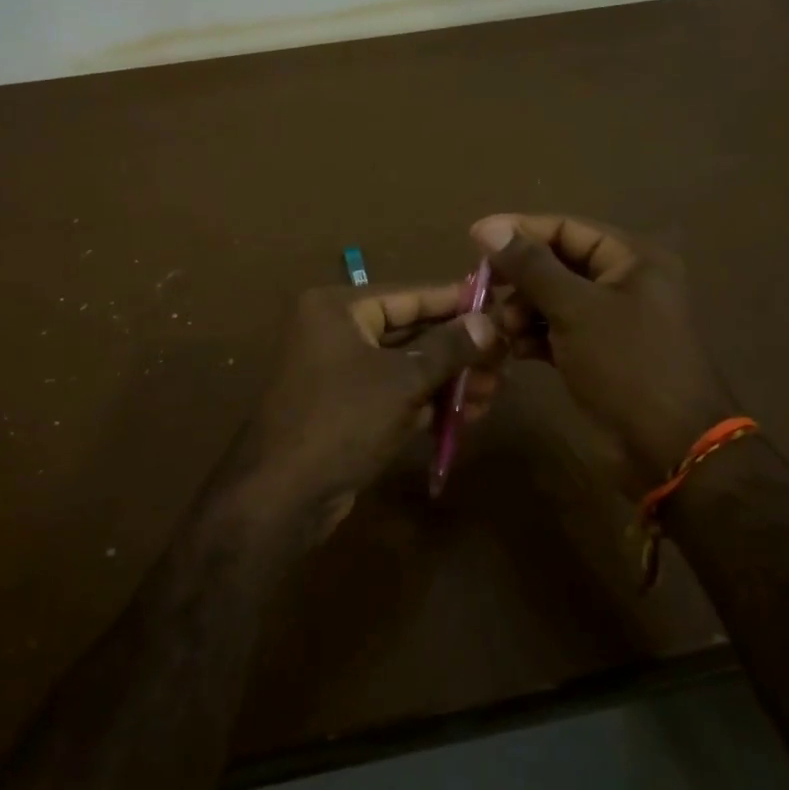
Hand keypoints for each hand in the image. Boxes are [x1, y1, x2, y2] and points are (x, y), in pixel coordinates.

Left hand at [222, 283, 500, 548]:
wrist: (282, 495)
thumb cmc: (342, 419)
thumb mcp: (402, 380)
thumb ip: (448, 348)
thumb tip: (488, 322)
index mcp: (338, 308)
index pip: (409, 294)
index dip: (456, 300)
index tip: (499, 303)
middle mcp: (336, 332)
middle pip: (410, 331)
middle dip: (458, 348)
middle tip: (506, 358)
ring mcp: (340, 373)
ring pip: (406, 366)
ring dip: (450, 379)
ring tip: (496, 390)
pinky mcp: (347, 409)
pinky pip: (396, 394)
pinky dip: (429, 402)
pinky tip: (470, 413)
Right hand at [471, 214, 737, 487]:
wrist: (670, 448)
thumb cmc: (627, 365)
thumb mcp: (575, 309)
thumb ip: (531, 266)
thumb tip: (488, 227)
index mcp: (632, 257)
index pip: (566, 228)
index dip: (519, 231)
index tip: (473, 242)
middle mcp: (623, 281)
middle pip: (557, 263)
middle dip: (519, 279)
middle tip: (482, 292)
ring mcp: (610, 319)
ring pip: (552, 299)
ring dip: (522, 310)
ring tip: (501, 330)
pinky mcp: (597, 352)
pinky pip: (557, 331)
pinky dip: (533, 336)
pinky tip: (512, 349)